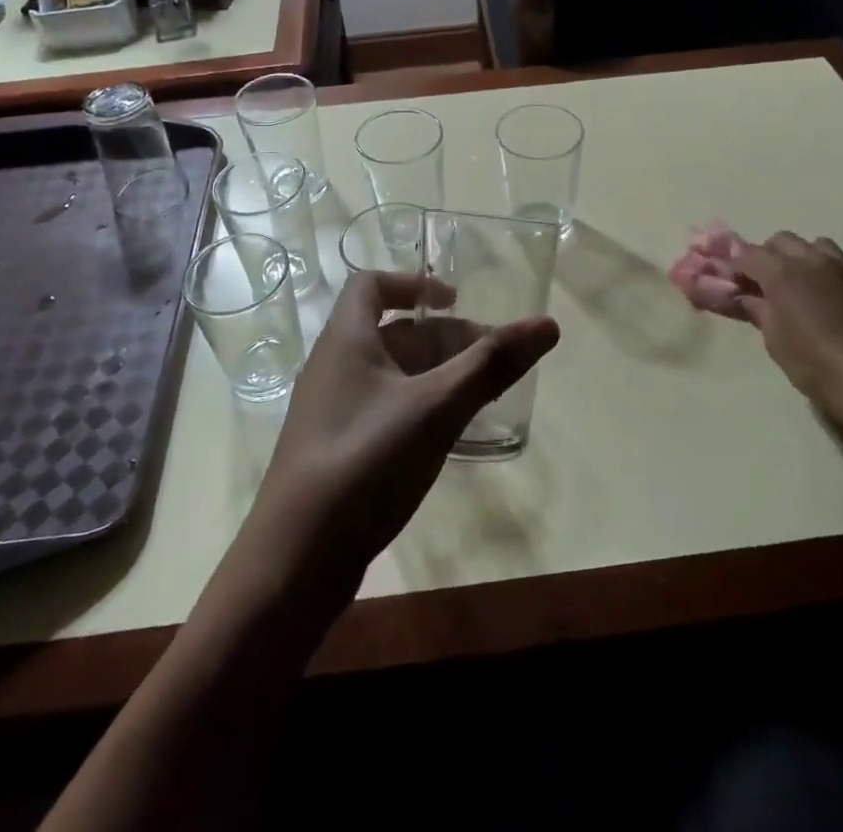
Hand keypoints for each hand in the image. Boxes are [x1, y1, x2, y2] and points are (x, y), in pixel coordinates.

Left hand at [245, 271, 559, 588]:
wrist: (296, 560)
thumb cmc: (366, 462)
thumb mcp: (436, 407)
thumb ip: (491, 365)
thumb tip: (546, 325)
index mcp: (346, 340)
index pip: (371, 284)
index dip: (414, 282)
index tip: (458, 301)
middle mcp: (333, 366)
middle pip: (393, 331)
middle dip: (445, 338)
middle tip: (493, 360)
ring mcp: (332, 410)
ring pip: (392, 373)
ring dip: (437, 374)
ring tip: (483, 395)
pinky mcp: (337, 449)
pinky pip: (384, 408)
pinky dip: (419, 406)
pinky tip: (448, 434)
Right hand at [733, 233, 842, 399]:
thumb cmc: (814, 362)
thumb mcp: (774, 339)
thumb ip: (757, 309)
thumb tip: (745, 297)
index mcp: (781, 272)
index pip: (747, 254)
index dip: (736, 266)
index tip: (731, 282)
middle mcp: (811, 260)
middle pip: (781, 241)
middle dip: (768, 255)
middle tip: (763, 283)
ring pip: (815, 245)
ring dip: (801, 257)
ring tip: (799, 285)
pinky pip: (839, 264)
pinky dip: (825, 272)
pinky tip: (827, 299)